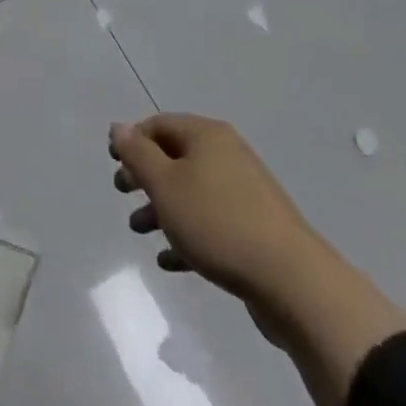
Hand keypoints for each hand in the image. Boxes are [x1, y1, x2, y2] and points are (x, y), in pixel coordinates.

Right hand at [110, 114, 405, 405]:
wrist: (293, 281)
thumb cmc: (218, 222)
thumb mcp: (165, 185)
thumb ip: (137, 154)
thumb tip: (118, 127)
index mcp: (206, 135)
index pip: (159, 124)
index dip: (132, 139)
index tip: (113, 163)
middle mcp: (227, 154)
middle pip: (176, 156)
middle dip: (145, 174)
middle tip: (122, 193)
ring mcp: (245, 191)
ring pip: (192, 191)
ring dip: (162, 207)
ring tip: (140, 230)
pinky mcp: (256, 228)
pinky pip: (211, 222)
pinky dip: (187, 234)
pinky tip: (170, 261)